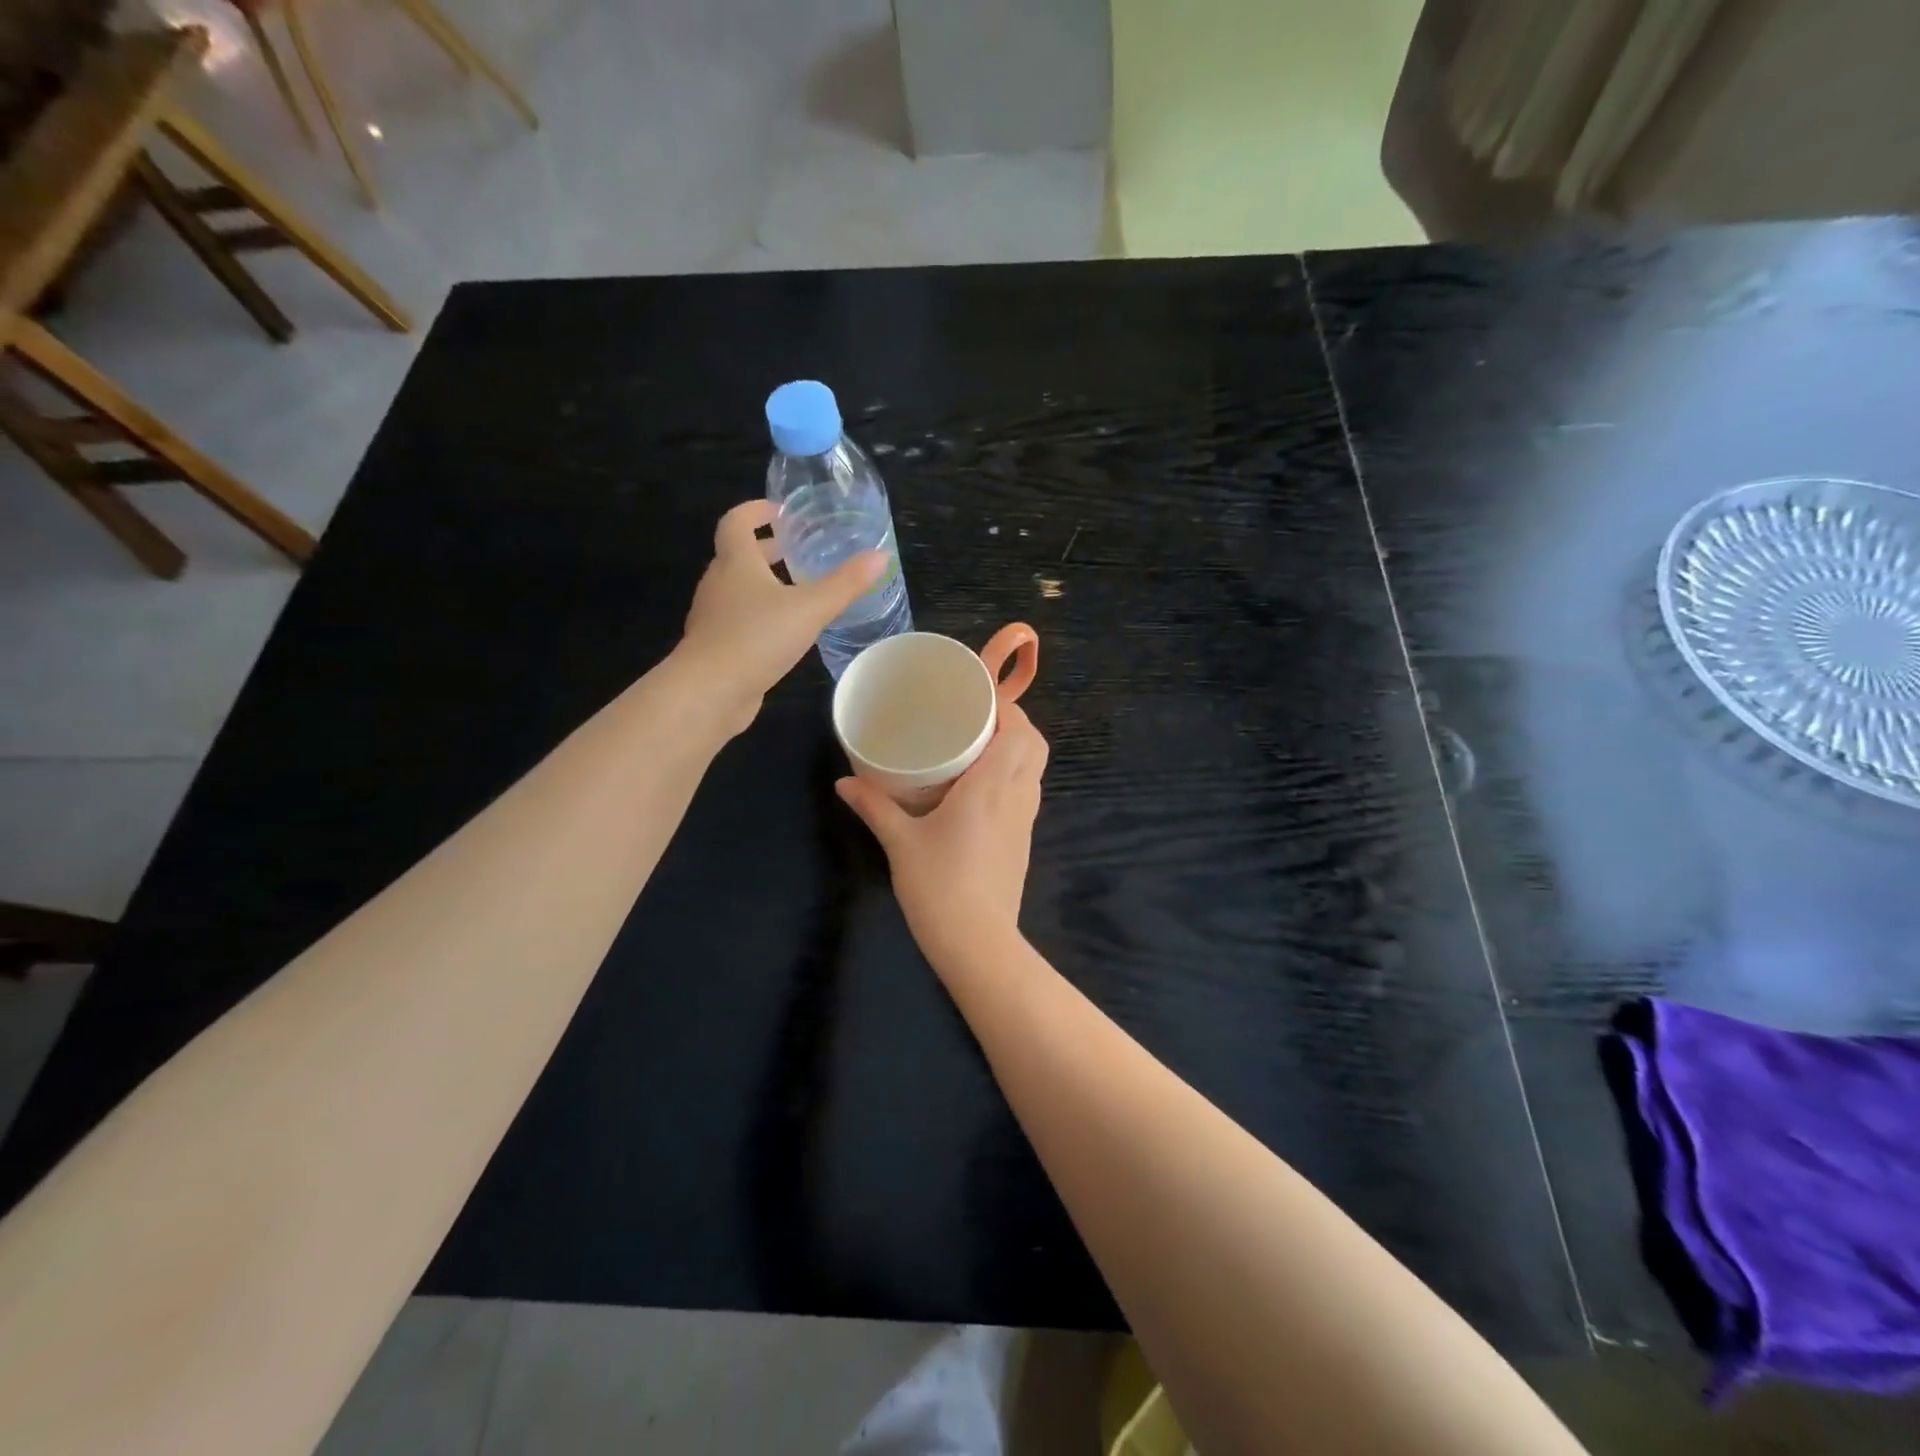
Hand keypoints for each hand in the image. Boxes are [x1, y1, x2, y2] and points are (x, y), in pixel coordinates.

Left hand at [681, 500, 885, 729]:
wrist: (710, 691)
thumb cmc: (757, 638)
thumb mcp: (810, 608)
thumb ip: (845, 584)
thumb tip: (881, 556)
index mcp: (735, 562)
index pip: (737, 521)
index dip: (756, 510)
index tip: (780, 510)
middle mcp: (718, 583)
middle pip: (737, 555)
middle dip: (765, 549)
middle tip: (795, 549)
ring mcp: (712, 616)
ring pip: (736, 588)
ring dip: (761, 583)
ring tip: (795, 590)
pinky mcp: (716, 646)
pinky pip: (737, 619)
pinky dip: (757, 614)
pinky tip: (781, 632)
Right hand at [836, 703, 1048, 965]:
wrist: (977, 941)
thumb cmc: (938, 884)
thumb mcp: (900, 841)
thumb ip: (874, 806)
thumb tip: (844, 782)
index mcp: (992, 786)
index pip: (1019, 731)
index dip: (1006, 708)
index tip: (977, 699)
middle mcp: (1017, 796)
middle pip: (1035, 745)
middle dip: (1014, 724)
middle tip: (977, 720)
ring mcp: (1025, 820)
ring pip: (1034, 769)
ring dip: (1016, 750)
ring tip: (977, 746)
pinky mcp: (1022, 840)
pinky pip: (1027, 792)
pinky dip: (1013, 776)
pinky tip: (980, 787)